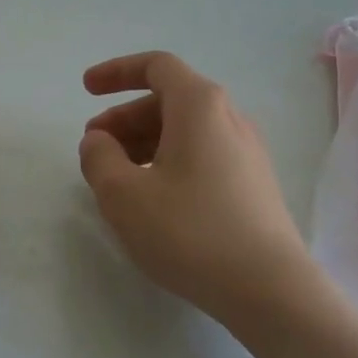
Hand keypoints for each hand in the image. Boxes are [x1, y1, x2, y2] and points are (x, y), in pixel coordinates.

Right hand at [78, 51, 315, 321]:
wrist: (271, 291)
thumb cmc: (189, 232)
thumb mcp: (123, 194)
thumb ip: (99, 157)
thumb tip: (99, 141)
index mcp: (200, 106)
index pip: (156, 66)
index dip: (117, 71)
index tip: (86, 89)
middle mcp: (229, 118)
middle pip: (169, 100)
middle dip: (125, 117)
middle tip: (95, 147)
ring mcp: (247, 152)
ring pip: (186, 130)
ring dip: (145, 142)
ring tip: (118, 177)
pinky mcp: (254, 185)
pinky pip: (203, 155)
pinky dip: (169, 161)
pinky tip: (154, 198)